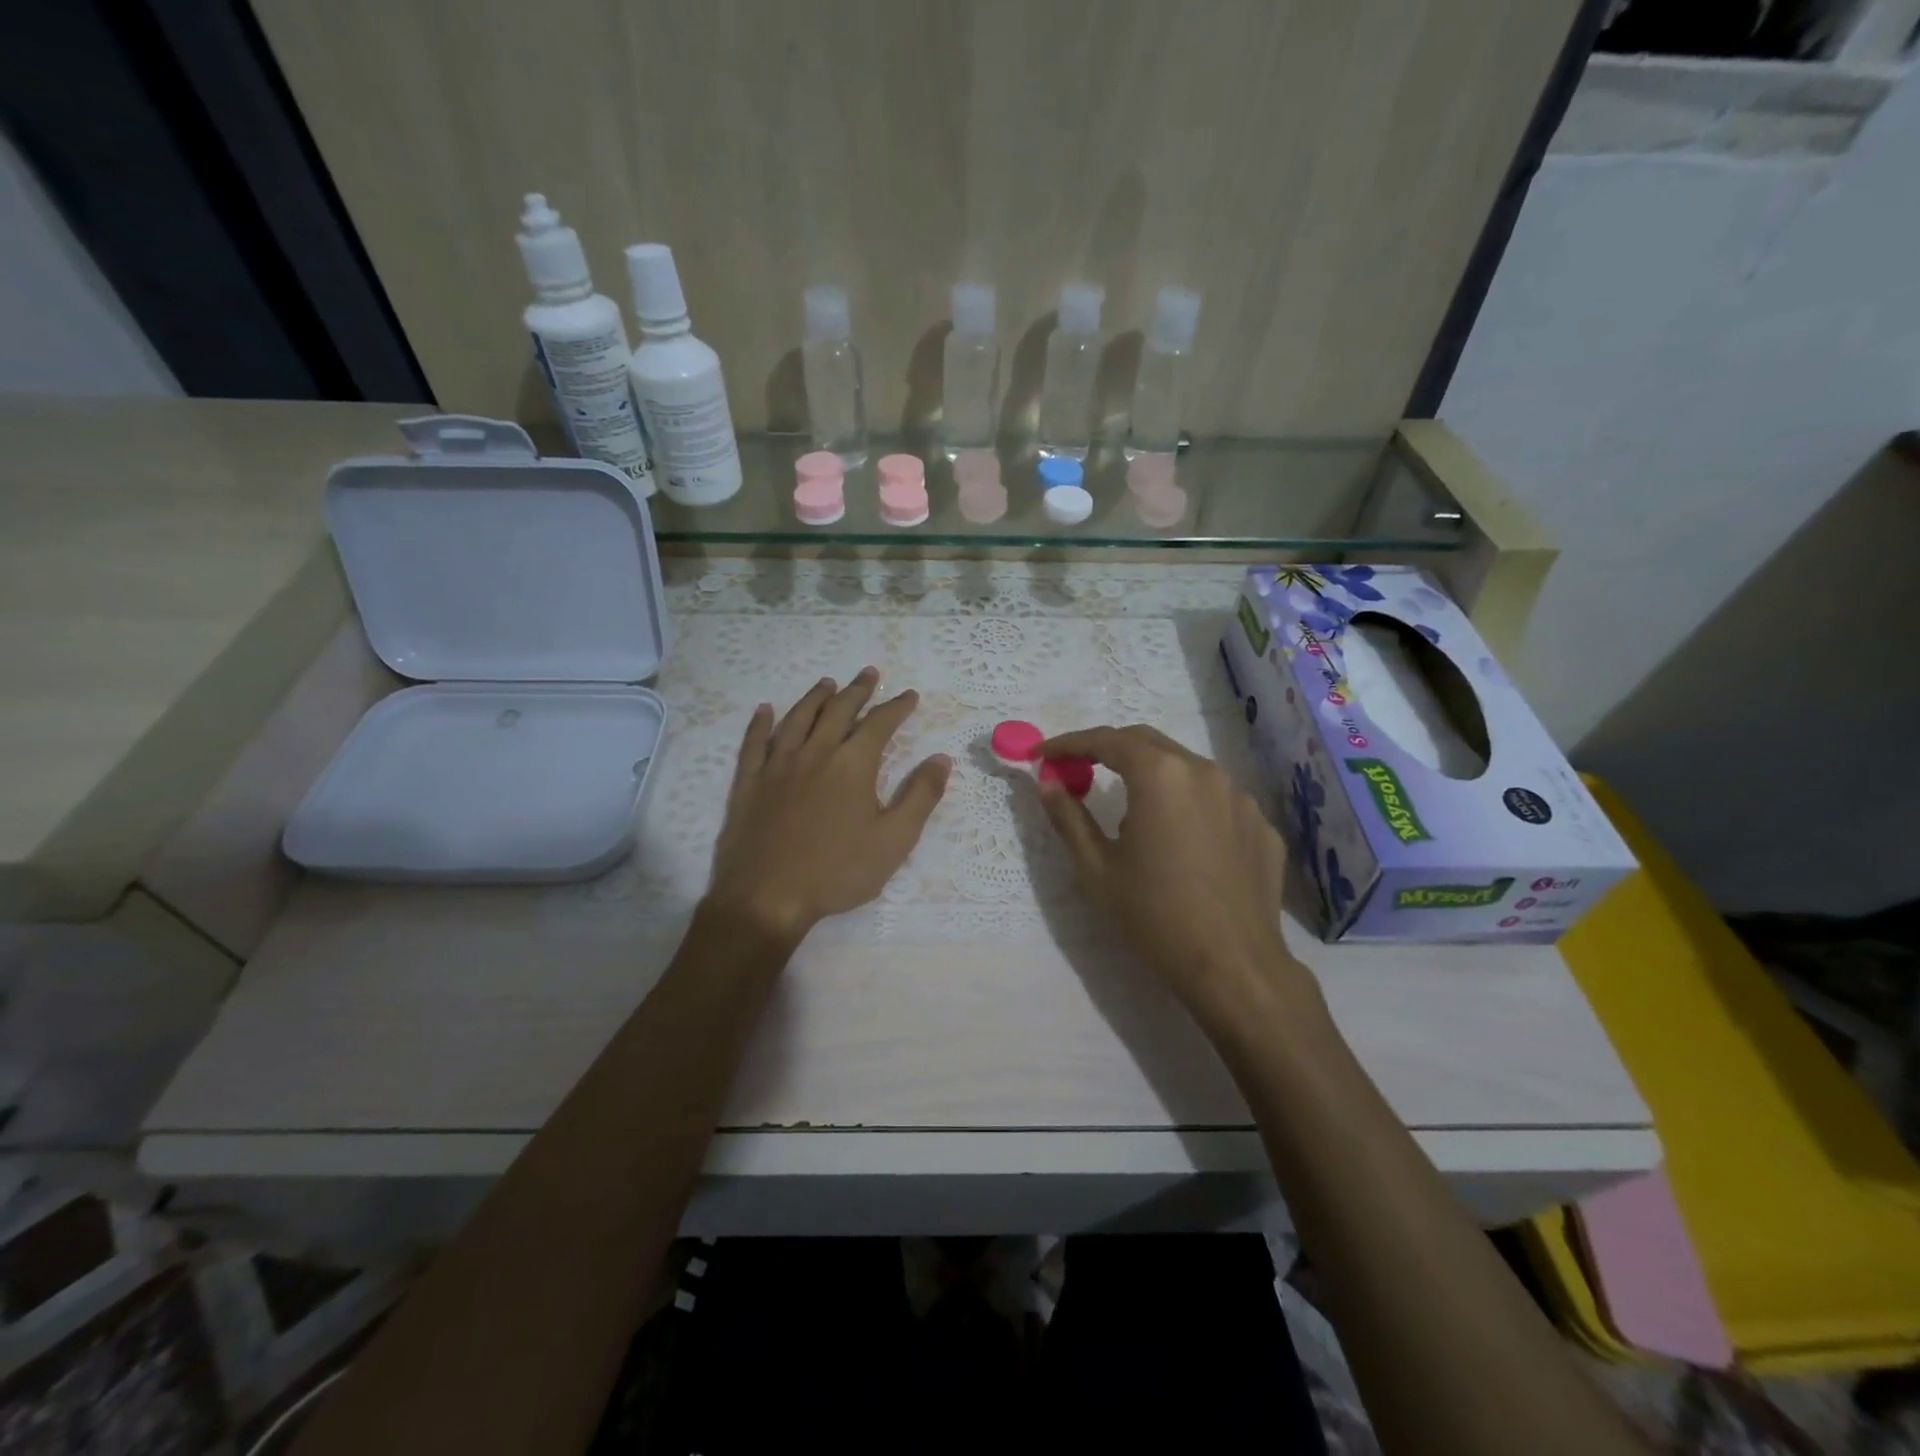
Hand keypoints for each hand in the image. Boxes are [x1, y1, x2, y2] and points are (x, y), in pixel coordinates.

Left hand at [707, 668, 950, 943]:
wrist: (767, 897)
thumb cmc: (837, 872)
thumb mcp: (894, 840)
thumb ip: (920, 796)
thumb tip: (941, 759)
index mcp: (852, 765)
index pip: (880, 724)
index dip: (897, 707)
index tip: (909, 695)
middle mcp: (815, 753)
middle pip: (838, 711)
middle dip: (857, 690)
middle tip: (869, 673)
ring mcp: (777, 765)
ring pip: (797, 718)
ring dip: (815, 697)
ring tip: (827, 683)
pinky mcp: (749, 782)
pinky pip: (754, 742)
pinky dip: (760, 723)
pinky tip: (765, 710)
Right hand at [1036, 725, 1303, 1018]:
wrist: (1234, 966)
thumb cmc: (1154, 915)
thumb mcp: (1096, 868)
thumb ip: (1068, 817)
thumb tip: (1047, 784)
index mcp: (1160, 775)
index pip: (1106, 740)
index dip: (1070, 743)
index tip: (1043, 754)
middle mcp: (1204, 771)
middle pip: (1148, 743)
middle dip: (1110, 751)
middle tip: (1080, 770)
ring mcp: (1241, 797)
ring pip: (1186, 770)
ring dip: (1152, 777)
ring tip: (1133, 815)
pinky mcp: (1262, 826)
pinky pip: (1216, 801)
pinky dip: (1188, 806)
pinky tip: (1180, 842)